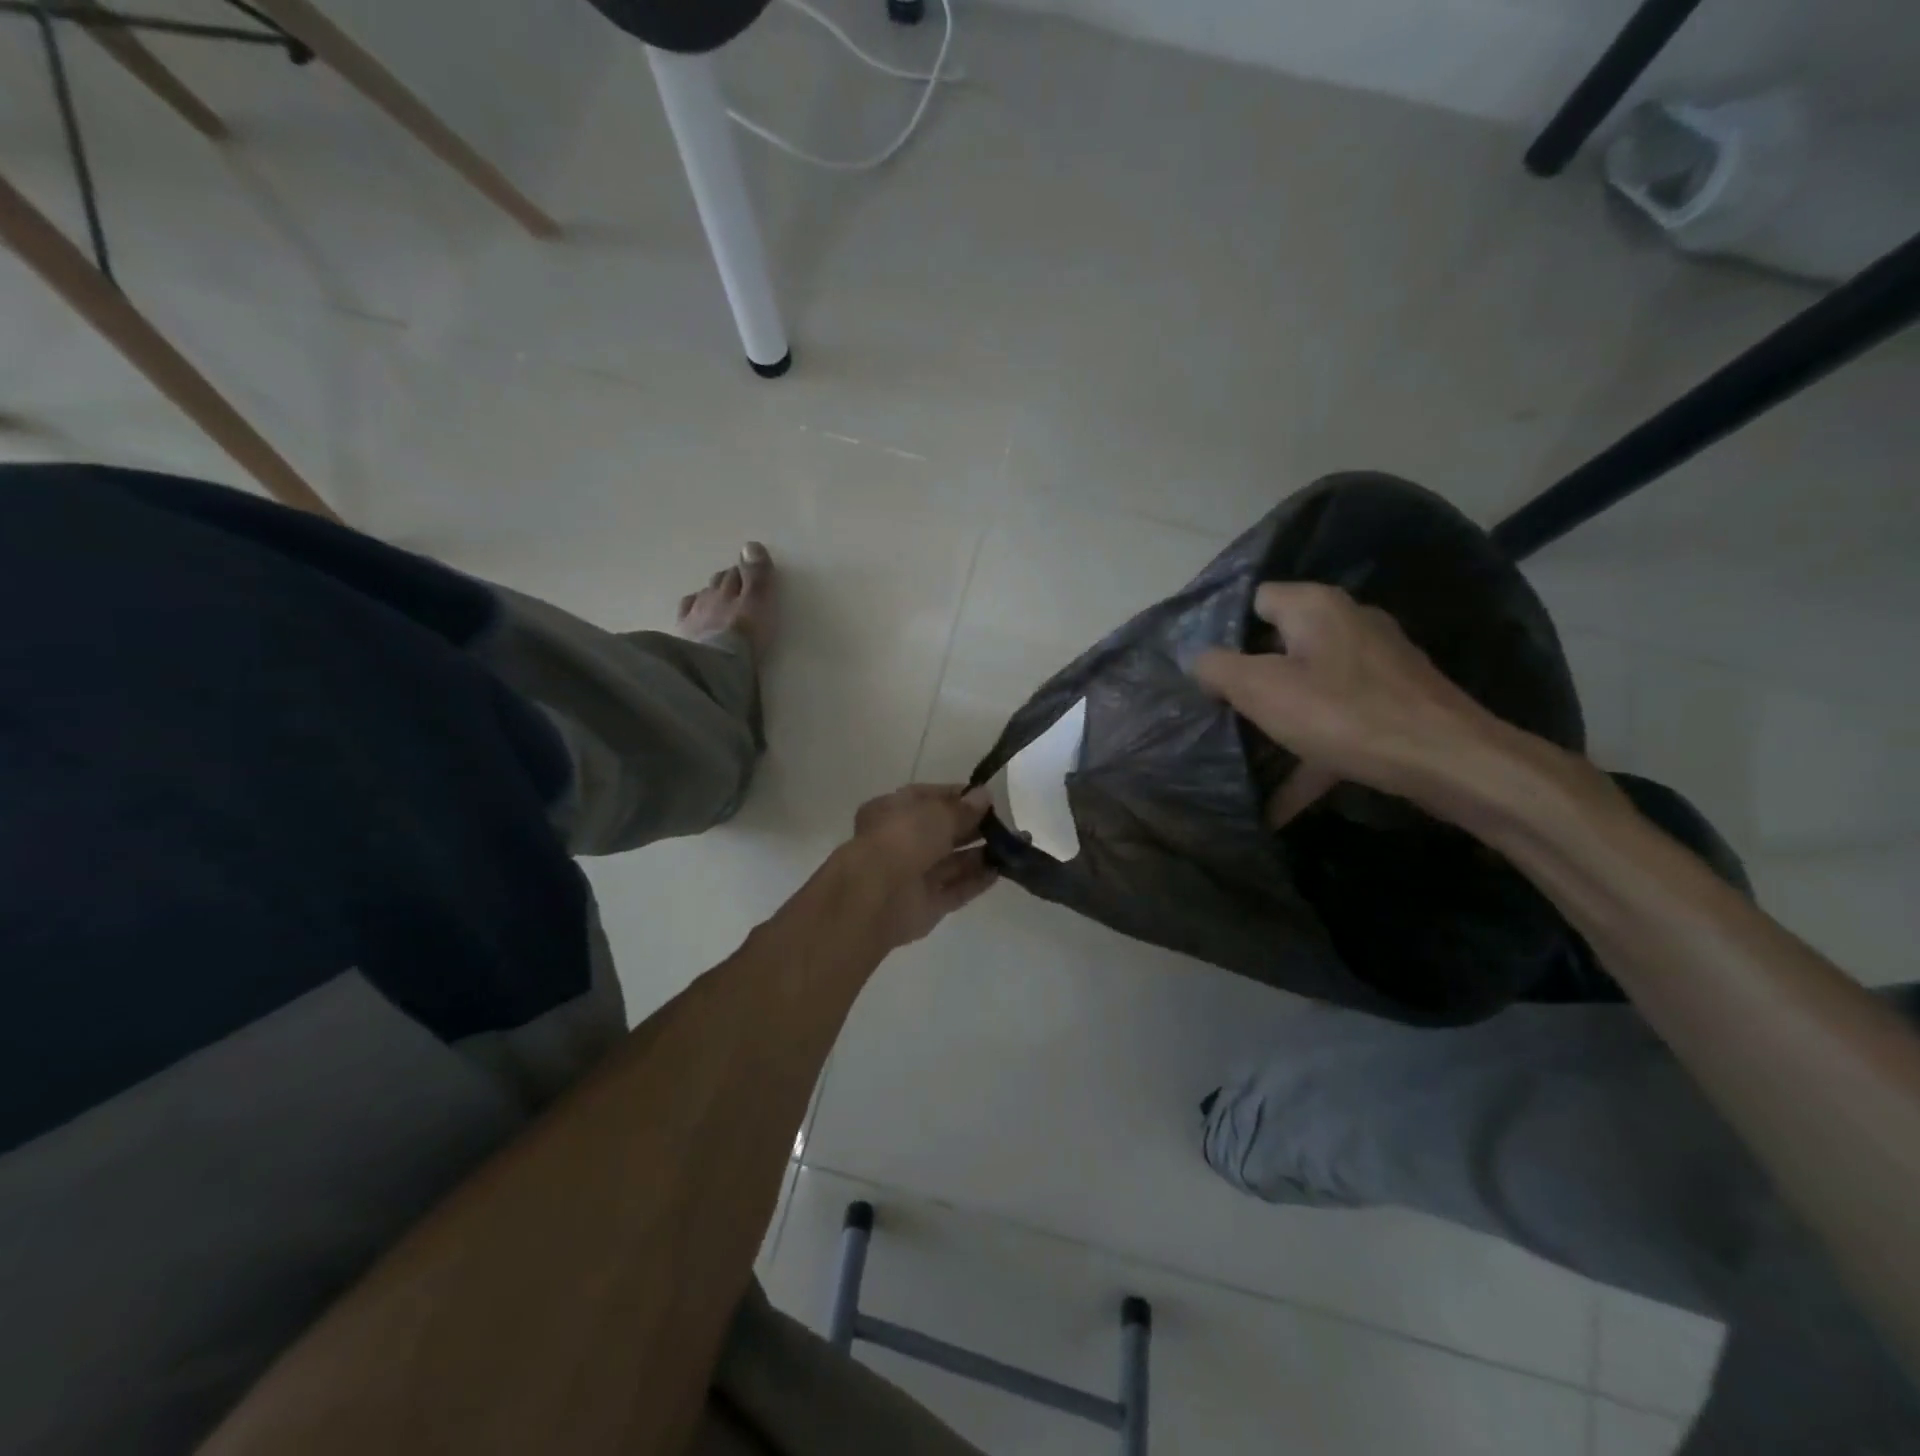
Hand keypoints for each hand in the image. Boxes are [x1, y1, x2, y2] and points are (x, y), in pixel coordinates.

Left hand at [842, 784, 997, 949]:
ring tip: (1014, 846)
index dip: (957, 797)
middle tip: (1006, 824)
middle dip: (973, 827)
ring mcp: (913, 875)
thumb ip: (963, 808)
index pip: (928, 798)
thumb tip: (984, 796)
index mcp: (892, 811)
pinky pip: (956, 889)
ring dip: (981, 854)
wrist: (876, 896)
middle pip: (942, 832)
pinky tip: (1001, 870)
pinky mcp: (926, 905)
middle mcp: (900, 842)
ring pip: (951, 862)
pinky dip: (977, 880)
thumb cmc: (902, 839)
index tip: (987, 798)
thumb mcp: (936, 813)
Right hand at [1193, 583, 1507, 824]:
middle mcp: (1348, 623)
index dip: (1224, 633)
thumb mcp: (1260, 689)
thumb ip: (1218, 668)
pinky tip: (1282, 799)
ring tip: (1245, 758)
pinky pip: (1336, 722)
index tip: (1204, 672)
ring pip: (1309, 687)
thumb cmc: (1342, 714)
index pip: (1255, 600)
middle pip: (1280, 646)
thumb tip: (1201, 661)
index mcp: (1315, 607)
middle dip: (1248, 682)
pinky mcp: (1394, 702)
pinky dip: (1310, 753)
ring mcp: (1376, 664)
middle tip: (1219, 715)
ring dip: (1277, 722)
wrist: (1448, 761)